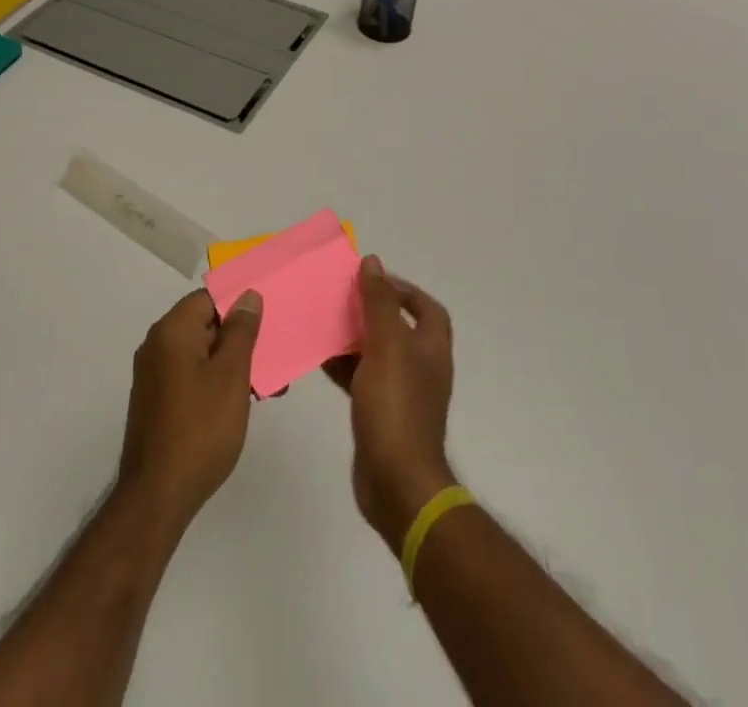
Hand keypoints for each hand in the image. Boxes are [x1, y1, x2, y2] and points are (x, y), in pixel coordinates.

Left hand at [116, 289, 262, 530]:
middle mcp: (157, 344)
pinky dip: (215, 381)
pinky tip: (240, 403)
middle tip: (273, 357)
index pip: (209, 298)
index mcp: (172, 330)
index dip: (239, 305)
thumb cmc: (201, 428)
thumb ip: (241, 331)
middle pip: (205, 324)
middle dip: (240, 338)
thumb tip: (247, 295)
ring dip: (232, 364)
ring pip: (201, 353)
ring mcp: (154, 374)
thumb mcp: (231, 375)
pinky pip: (191, 375)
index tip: (268, 318)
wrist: (158, 493)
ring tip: (267, 386)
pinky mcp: (157, 400)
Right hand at [325, 256, 455, 547]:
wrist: (396, 484)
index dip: (404, 289)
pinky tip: (317, 356)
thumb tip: (373, 262)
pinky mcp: (379, 413)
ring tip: (322, 320)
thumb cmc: (396, 408)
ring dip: (352, 335)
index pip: (426, 308)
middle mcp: (419, 368)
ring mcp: (399, 393)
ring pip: (375, 352)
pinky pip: (359, 377)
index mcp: (430, 349)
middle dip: (370, 309)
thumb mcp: (387, 346)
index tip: (371, 278)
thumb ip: (380, 303)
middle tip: (339, 295)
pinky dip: (342, 364)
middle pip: (397, 327)